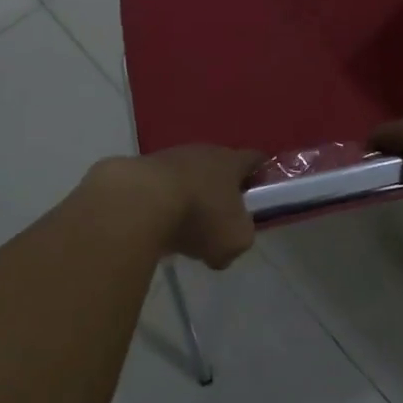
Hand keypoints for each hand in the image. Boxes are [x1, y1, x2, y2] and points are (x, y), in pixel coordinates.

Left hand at [90, 146, 263, 268]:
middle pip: (218, 168)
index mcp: (231, 161)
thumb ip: (238, 241)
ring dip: (188, 199)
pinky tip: (156, 228)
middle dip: (220, 191)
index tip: (263, 192)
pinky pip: (159, 190)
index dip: (262, 174)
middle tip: (220, 220)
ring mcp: (168, 158)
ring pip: (187, 178)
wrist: (140, 201)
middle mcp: (202, 152)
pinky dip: (161, 207)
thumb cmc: (200, 215)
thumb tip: (222, 250)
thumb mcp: (235, 240)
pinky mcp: (140, 171)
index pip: (254, 159)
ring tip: (182, 229)